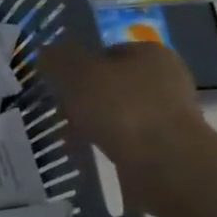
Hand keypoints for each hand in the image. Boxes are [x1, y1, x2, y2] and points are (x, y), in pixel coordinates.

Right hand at [38, 37, 210, 216]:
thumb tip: (46, 53)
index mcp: (150, 52)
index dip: (79, 66)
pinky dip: (109, 145)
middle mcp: (166, 79)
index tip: (59, 86)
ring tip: (72, 137)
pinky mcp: (168, 146)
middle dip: (85, 98)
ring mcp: (170, 115)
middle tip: (61, 113)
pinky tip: (92, 153)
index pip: (106, 51)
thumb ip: (58, 60)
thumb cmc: (122, 109)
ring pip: (119, 113)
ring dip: (96, 123)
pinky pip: (128, 140)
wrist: (167, 165)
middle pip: (112, 84)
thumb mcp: (77, 75)